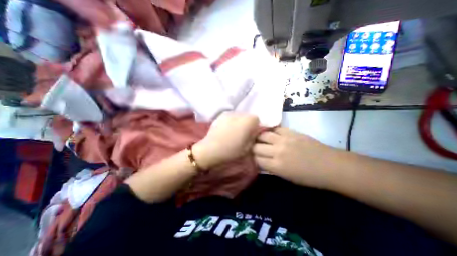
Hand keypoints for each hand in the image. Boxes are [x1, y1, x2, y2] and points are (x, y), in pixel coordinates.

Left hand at [192, 112, 258, 168]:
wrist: (210, 150)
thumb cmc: (231, 150)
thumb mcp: (248, 147)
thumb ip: (253, 137)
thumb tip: (252, 133)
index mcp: (247, 121)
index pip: (256, 120)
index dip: (254, 128)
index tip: (250, 136)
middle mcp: (239, 114)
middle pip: (247, 117)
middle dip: (246, 124)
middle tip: (241, 135)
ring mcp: (228, 113)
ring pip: (238, 117)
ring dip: (238, 123)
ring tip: (232, 133)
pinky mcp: (220, 116)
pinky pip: (229, 118)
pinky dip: (230, 122)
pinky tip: (225, 131)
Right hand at [254, 127, 334, 188]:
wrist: (330, 166)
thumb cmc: (308, 177)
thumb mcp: (286, 177)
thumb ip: (270, 168)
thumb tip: (260, 161)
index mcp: (276, 166)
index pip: (255, 159)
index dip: (251, 158)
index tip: (251, 157)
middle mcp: (277, 151)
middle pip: (256, 146)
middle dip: (252, 148)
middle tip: (253, 148)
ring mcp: (283, 139)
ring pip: (262, 135)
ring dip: (258, 137)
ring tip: (258, 138)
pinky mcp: (290, 132)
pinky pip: (274, 129)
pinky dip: (270, 131)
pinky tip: (269, 133)